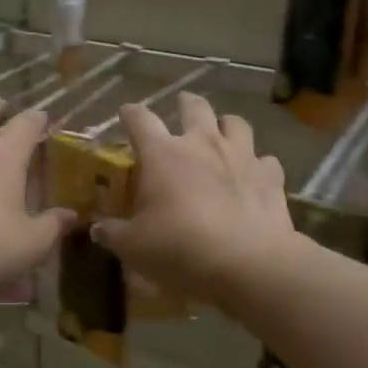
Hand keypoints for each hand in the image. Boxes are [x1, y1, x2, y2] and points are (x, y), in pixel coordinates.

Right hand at [94, 93, 295, 307]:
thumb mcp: (134, 247)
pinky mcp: (270, 176)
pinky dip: (258, 164)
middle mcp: (202, 144)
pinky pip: (265, 160)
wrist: (247, 263)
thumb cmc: (180, 248)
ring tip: (221, 135)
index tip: (126, 114)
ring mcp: (241, 156)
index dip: (130, 113)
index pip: (140, 119)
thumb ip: (113, 233)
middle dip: (186, 104)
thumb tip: (97, 229)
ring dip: (226, 125)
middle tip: (182, 108)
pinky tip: (254, 176)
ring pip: (235, 123)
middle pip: (194, 106)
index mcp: (163, 154)